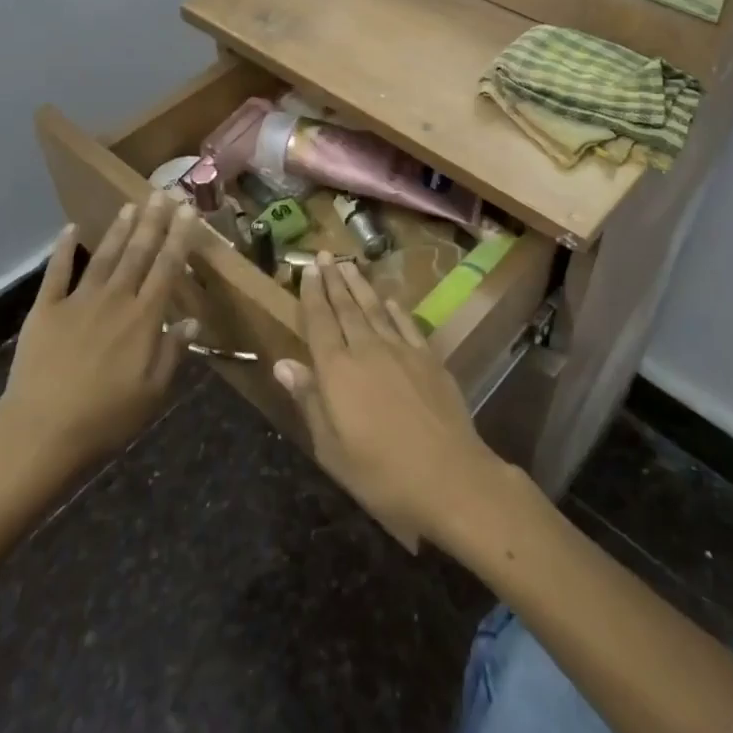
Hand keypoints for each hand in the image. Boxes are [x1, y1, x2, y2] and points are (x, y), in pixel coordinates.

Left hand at [0, 194, 199, 478]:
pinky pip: (57, 272)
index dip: (179, 237)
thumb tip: (192, 319)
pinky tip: (70, 229)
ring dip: (119, 228)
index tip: (188, 211)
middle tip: (163, 193)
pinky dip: (63, 249)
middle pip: (138, 253)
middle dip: (153, 222)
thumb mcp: (152, 393)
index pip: (167, 268)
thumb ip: (173, 352)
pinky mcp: (45, 309)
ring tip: (131, 204)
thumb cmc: (105, 419)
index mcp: (144, 319)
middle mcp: (115, 299)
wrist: (40, 432)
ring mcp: (78, 300)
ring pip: (104, 255)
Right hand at [272, 255, 499, 540]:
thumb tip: (282, 363)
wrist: (449, 476)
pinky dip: (395, 309)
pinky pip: (406, 324)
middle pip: (346, 308)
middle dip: (333, 280)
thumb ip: (308, 399)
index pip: (319, 322)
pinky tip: (390, 299)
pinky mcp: (429, 358)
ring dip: (360, 286)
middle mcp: (367, 350)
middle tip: (324, 256)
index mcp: (337, 370)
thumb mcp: (331, 447)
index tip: (307, 269)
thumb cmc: (380, 472)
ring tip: (349, 265)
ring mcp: (401, 350)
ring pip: (375, 309)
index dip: (312, 294)